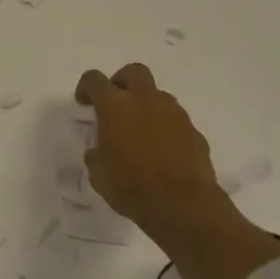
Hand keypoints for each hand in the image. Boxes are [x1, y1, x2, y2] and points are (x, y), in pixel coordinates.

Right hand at [75, 62, 220, 234]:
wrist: (184, 206)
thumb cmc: (131, 186)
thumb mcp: (98, 173)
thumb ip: (96, 154)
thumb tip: (99, 151)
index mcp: (114, 106)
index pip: (94, 79)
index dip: (86, 87)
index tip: (84, 102)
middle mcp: (144, 101)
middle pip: (134, 72)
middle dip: (123, 81)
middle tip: (117, 103)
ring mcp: (174, 114)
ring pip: (159, 95)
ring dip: (147, 105)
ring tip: (141, 130)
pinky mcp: (195, 133)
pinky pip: (177, 121)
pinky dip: (167, 128)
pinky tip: (163, 150)